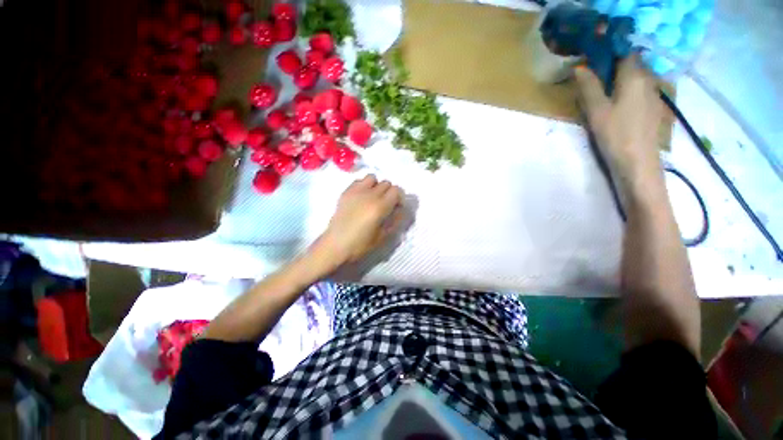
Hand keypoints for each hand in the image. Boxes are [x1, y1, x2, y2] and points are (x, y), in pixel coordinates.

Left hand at [311, 175, 403, 270]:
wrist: (335, 245)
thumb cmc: (360, 244)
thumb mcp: (383, 236)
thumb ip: (395, 220)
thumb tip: (400, 210)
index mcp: (380, 206)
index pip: (396, 190)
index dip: (399, 198)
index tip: (396, 207)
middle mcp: (369, 195)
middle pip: (386, 183)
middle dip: (389, 192)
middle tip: (386, 204)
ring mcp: (356, 191)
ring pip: (372, 178)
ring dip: (376, 186)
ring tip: (373, 198)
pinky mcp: (346, 192)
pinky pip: (359, 181)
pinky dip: (364, 186)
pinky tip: (361, 197)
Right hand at [574, 56, 663, 183]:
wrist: (638, 163)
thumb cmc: (615, 135)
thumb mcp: (596, 111)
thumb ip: (589, 87)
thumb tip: (579, 67)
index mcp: (634, 76)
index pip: (625, 52)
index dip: (610, 52)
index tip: (592, 60)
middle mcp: (648, 80)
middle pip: (632, 64)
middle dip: (613, 66)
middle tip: (593, 78)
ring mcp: (653, 95)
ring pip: (636, 78)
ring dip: (620, 80)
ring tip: (602, 92)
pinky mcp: (653, 108)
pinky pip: (639, 91)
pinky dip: (627, 91)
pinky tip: (617, 105)